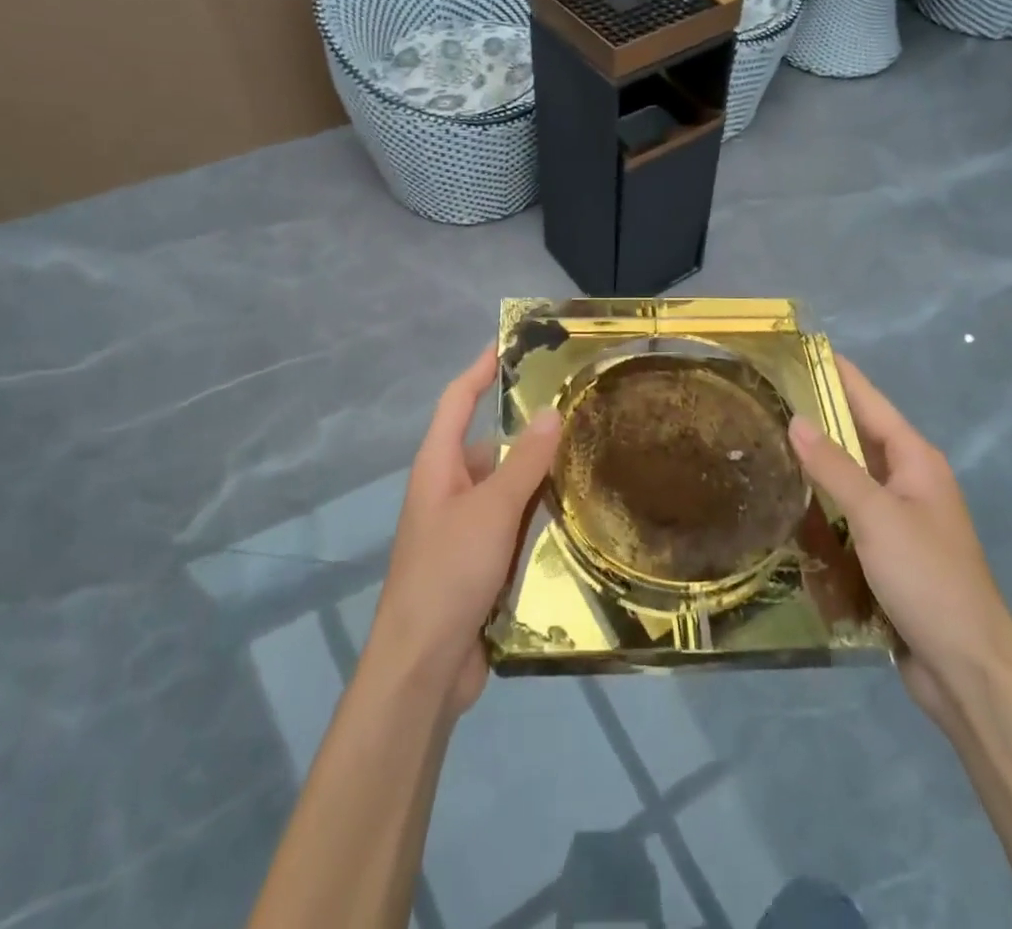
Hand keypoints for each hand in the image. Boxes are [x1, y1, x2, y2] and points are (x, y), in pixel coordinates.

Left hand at [365, 345, 560, 717]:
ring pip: (505, 487)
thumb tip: (550, 411)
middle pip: (488, 445)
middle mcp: (448, 489)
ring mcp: (463, 528)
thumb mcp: (492, 510)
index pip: (458, 401)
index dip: (480, 370)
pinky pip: (512, 524)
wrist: (423, 667)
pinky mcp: (478, 562)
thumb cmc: (449, 572)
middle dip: (527, 431)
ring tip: (588, 458)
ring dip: (537, 477)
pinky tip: (574, 515)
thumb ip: (523, 461)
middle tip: (577, 413)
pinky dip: (536, 515)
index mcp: (438, 466)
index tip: (508, 344)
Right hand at [788, 356, 1011, 725]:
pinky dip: (820, 502)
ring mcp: (898, 519)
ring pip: (849, 476)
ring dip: (815, 461)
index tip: (800, 349)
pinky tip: (787, 500)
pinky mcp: (886, 553)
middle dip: (817, 415)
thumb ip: (834, 466)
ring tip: (766, 440)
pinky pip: (847, 514)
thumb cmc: (927, 578)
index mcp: (916, 461)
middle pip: (857, 436)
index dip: (837, 374)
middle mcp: (909, 481)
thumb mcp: (876, 515)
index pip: (869, 402)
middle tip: (766, 396)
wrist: (967, 669)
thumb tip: (796, 419)